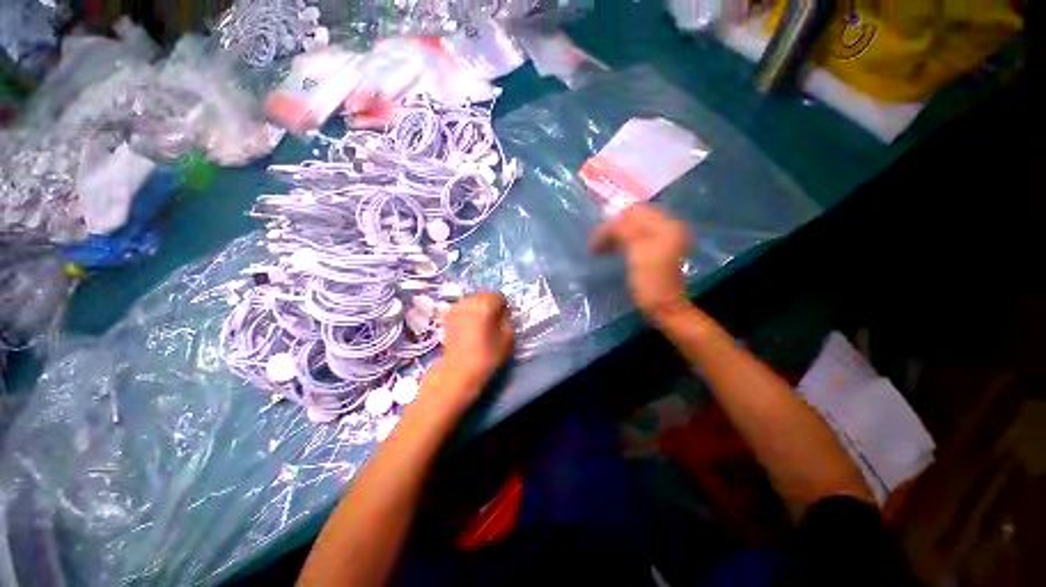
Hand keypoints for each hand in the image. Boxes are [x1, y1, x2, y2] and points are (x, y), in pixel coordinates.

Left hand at [441, 293, 514, 386]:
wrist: (459, 370)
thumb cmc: (487, 355)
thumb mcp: (508, 338)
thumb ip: (507, 321)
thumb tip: (503, 316)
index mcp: (486, 304)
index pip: (499, 297)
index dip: (503, 308)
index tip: (504, 319)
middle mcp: (470, 301)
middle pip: (484, 296)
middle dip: (490, 305)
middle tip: (493, 320)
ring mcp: (456, 308)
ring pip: (472, 300)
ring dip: (478, 308)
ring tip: (480, 323)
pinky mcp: (448, 316)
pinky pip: (462, 308)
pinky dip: (467, 313)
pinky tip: (469, 326)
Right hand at [589, 204, 691, 319]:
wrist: (665, 308)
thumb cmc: (650, 282)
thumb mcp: (636, 252)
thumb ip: (623, 231)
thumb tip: (608, 224)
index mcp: (665, 225)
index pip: (634, 211)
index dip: (613, 223)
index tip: (596, 240)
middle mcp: (666, 228)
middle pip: (633, 219)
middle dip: (613, 228)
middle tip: (596, 244)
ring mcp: (662, 240)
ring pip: (632, 229)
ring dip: (614, 236)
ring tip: (599, 248)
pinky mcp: (655, 252)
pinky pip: (634, 239)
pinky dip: (620, 243)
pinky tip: (610, 251)